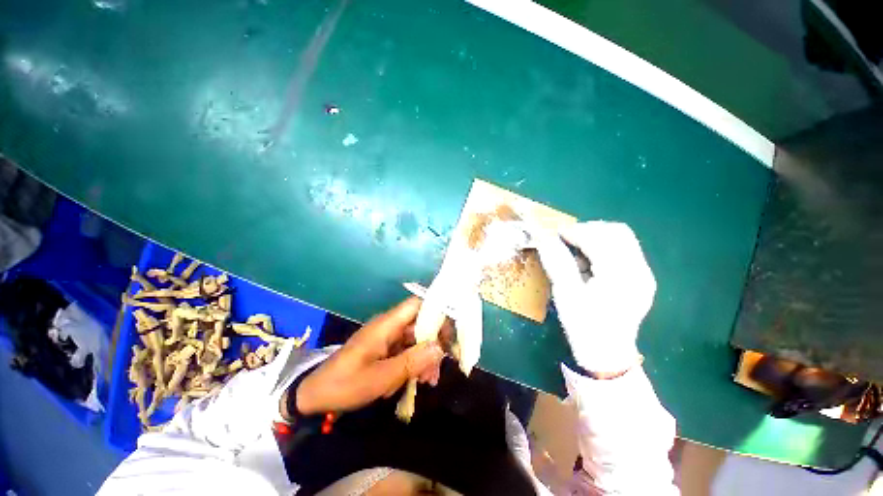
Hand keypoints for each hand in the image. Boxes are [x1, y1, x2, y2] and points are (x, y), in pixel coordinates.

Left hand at [293, 297, 444, 415]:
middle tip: (442, 364)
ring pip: (415, 339)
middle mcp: (389, 326)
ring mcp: (387, 338)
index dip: (436, 311)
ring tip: (430, 381)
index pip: (417, 305)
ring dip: (425, 356)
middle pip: (420, 323)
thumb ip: (412, 362)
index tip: (451, 330)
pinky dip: (415, 363)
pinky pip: (406, 350)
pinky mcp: (384, 349)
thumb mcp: (381, 377)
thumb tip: (439, 349)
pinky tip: (417, 381)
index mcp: (386, 324)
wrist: (316, 396)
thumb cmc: (346, 384)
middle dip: (434, 342)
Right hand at [527, 221, 655, 373]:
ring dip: (596, 237)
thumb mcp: (565, 294)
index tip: (555, 233)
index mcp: (620, 277)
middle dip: (588, 229)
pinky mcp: (641, 278)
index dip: (576, 231)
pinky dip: (604, 247)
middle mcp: (639, 271)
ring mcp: (644, 274)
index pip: (600, 240)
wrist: (607, 354)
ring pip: (623, 238)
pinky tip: (589, 261)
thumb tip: (544, 237)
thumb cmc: (583, 326)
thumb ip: (556, 261)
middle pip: (618, 232)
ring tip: (576, 250)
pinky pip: (624, 250)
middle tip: (566, 239)